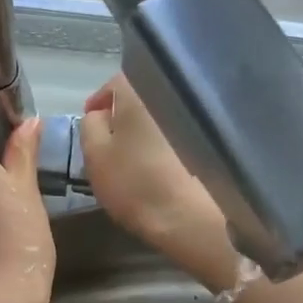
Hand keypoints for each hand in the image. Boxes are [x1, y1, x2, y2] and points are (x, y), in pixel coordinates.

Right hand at [79, 75, 240, 291]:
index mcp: (140, 85)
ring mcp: (198, 112)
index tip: (92, 124)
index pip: (112, 85)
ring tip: (137, 153)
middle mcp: (173, 88)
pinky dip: (169, 141)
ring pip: (163, 113)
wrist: (191, 217)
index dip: (99, 105)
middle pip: (140, 96)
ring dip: (148, 128)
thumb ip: (90, 125)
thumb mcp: (94, 154)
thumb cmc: (135, 182)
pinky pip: (182, 131)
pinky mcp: (212, 137)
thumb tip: (102, 114)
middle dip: (126, 115)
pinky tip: (162, 162)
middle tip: (113, 141)